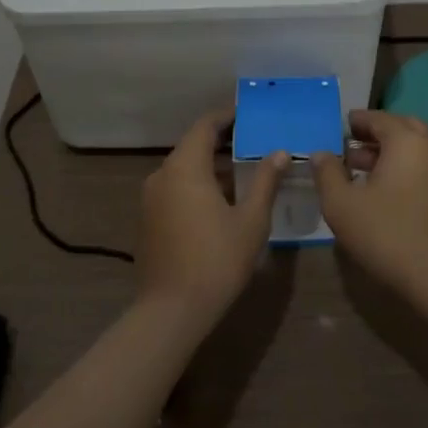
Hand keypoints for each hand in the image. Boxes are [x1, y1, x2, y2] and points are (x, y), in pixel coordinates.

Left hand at [137, 109, 283, 329]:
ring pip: (183, 169)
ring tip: (243, 172)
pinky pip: (175, 189)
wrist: (170, 312)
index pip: (205, 126)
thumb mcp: (251, 220)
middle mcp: (162, 175)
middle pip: (193, 145)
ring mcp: (151, 199)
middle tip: (254, 143)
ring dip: (210, 166)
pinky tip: (221, 202)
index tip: (250, 115)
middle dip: (222, 142)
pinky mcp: (148, 220)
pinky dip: (197, 185)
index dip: (227, 117)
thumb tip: (279, 152)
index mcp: (185, 167)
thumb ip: (265, 181)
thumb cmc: (216, 260)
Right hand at [313, 108, 427, 290]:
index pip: (378, 118)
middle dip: (375, 132)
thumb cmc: (384, 231)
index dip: (356, 121)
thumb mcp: (341, 203)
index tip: (338, 127)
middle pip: (400, 127)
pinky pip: (419, 165)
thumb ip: (327, 173)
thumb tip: (320, 153)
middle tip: (350, 144)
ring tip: (358, 167)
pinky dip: (400, 166)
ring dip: (387, 150)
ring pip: (412, 147)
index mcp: (405, 140)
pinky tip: (379, 188)